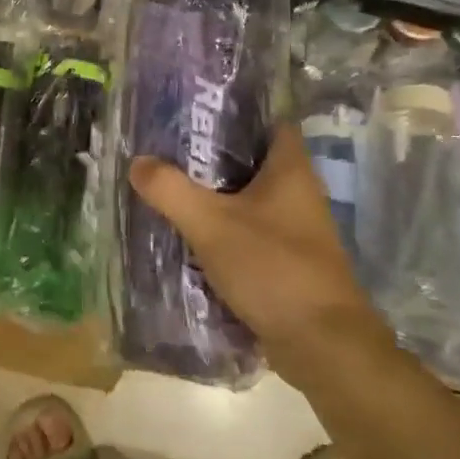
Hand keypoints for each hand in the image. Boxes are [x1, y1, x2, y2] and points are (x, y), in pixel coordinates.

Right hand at [128, 123, 392, 392]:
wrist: (322, 345)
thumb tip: (138, 162)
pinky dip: (229, 232)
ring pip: (253, 201)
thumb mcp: (211, 225)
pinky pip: (254, 234)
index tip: (200, 114)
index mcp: (291, 170)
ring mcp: (299, 231)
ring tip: (175, 190)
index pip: (271, 123)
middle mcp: (301, 194)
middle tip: (173, 153)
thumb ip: (172, 191)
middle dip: (217, 158)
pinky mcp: (292, 263)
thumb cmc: (272, 268)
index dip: (239, 114)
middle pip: (256, 162)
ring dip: (220, 198)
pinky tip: (195, 237)